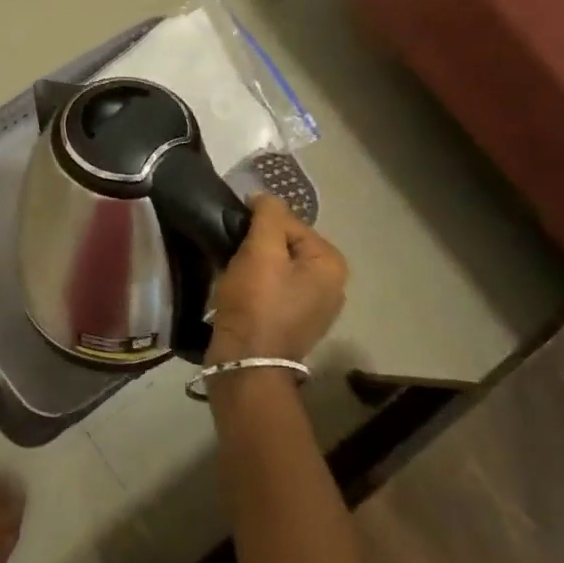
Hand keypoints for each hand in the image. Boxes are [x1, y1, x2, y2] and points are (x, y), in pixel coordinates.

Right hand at [207, 194, 348, 363]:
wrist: (246, 364)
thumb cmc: (257, 303)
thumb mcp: (262, 250)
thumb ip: (268, 215)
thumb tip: (264, 197)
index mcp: (331, 263)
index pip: (290, 222)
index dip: (258, 223)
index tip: (234, 234)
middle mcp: (332, 284)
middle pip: (285, 244)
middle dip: (257, 245)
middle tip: (231, 254)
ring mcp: (315, 307)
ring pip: (277, 267)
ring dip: (254, 265)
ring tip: (231, 273)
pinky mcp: (294, 323)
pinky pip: (274, 289)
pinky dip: (256, 285)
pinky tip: (238, 292)